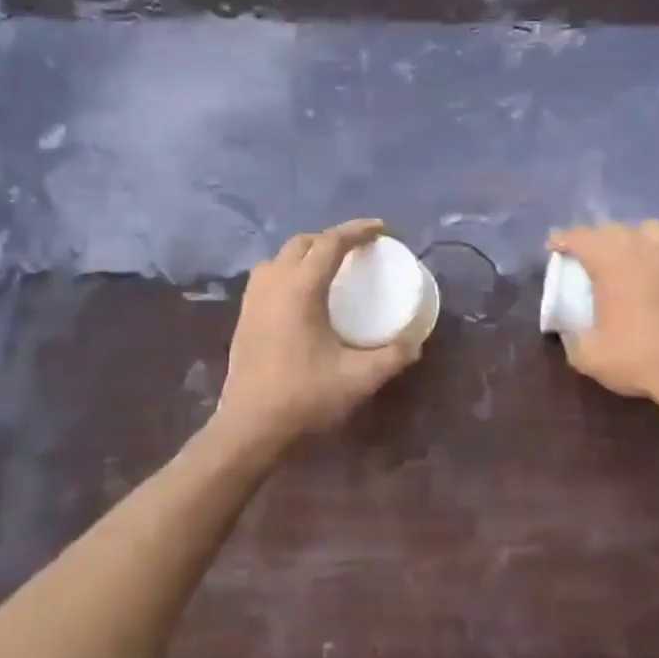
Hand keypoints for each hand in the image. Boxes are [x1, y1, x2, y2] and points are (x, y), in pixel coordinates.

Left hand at [213, 219, 422, 451]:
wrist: (250, 428)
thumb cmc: (305, 398)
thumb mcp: (359, 379)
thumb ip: (391, 357)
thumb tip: (414, 342)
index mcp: (300, 290)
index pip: (330, 243)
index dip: (357, 231)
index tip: (381, 229)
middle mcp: (273, 285)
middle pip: (301, 243)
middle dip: (331, 239)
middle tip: (357, 251)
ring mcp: (253, 301)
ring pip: (279, 259)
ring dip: (305, 254)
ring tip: (328, 269)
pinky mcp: (244, 319)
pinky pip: (267, 278)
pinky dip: (288, 273)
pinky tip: (301, 297)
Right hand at [548, 221, 658, 418]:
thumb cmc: (639, 359)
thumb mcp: (588, 356)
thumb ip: (571, 336)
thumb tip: (569, 330)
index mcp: (611, 260)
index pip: (580, 237)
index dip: (563, 239)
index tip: (554, 247)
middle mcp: (646, 246)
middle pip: (615, 229)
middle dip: (598, 240)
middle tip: (591, 260)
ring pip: (652, 231)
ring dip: (636, 241)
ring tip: (632, 261)